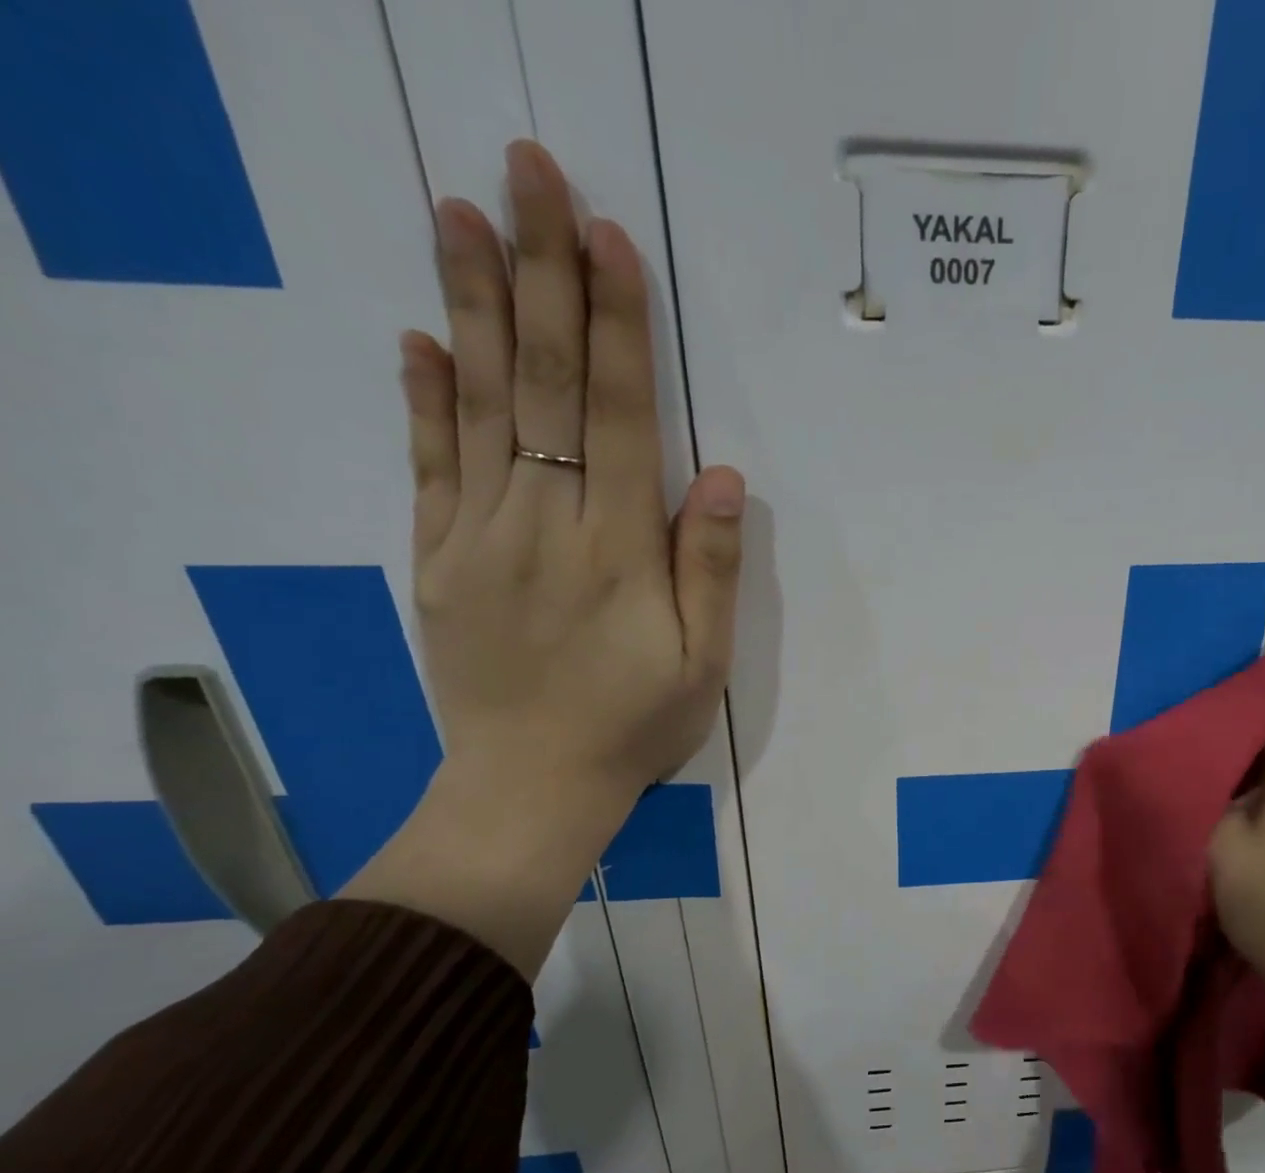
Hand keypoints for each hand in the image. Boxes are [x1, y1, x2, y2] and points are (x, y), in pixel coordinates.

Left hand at [401, 139, 742, 831]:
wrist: (530, 787)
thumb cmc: (633, 726)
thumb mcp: (701, 664)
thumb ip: (709, 569)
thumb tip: (722, 477)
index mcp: (615, 550)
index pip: (616, 415)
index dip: (615, 325)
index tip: (607, 237)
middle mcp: (542, 524)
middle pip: (543, 384)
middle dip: (541, 275)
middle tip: (529, 172)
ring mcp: (477, 537)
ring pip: (479, 407)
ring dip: (474, 306)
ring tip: (461, 214)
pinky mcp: (436, 560)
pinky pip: (428, 466)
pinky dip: (424, 398)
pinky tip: (421, 338)